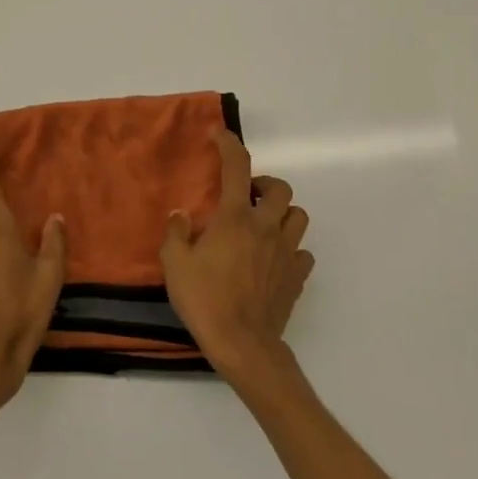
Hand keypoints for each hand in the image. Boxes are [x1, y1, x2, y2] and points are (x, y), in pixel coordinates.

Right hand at [160, 129, 313, 384]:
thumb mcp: (175, 263)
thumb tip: (182, 214)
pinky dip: (290, 249)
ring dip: (282, 213)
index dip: (230, 145)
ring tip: (263, 225)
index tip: (221, 135)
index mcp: (235, 218)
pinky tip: (273, 260)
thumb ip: (177, 232)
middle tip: (245, 196)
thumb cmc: (204, 299)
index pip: (237, 167)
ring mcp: (287, 252)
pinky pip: (302, 253)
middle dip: (264, 184)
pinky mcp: (297, 277)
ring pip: (298, 216)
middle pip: (280, 189)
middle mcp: (266, 227)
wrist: (242, 343)